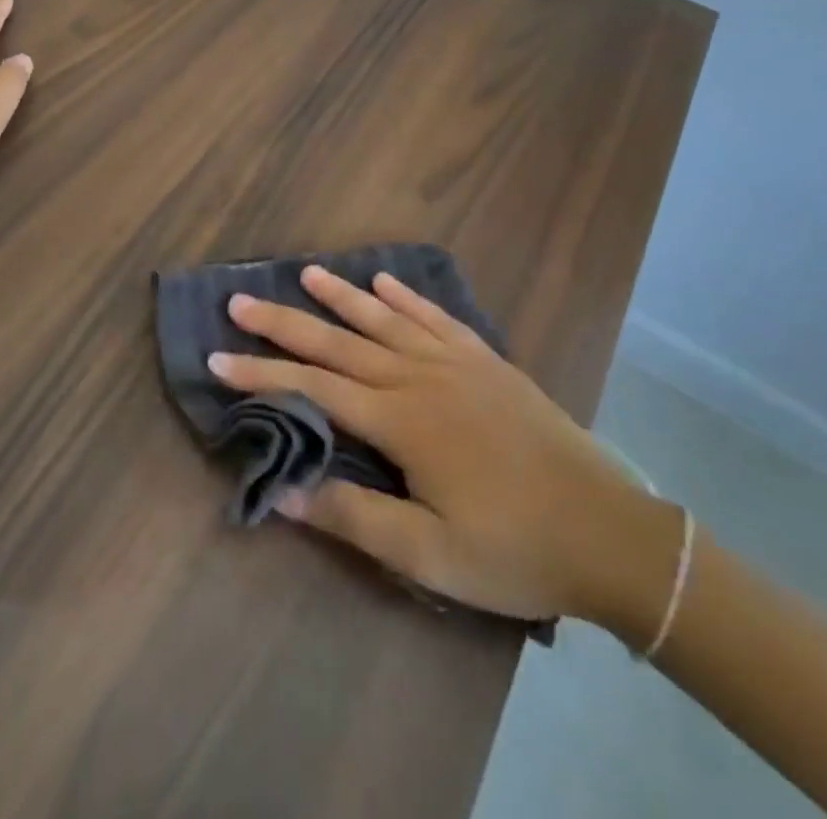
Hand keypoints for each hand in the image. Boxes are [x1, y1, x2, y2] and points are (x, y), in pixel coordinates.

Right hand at [210, 267, 683, 640]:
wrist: (608, 532)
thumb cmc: (513, 548)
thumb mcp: (429, 554)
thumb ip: (354, 518)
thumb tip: (285, 490)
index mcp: (401, 420)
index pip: (314, 388)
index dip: (263, 372)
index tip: (218, 356)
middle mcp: (419, 377)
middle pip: (339, 342)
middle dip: (285, 322)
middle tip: (241, 300)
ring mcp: (456, 362)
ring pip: (385, 319)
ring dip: (342, 296)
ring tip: (306, 272)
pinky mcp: (486, 361)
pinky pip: (436, 318)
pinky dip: (407, 297)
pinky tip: (386, 281)